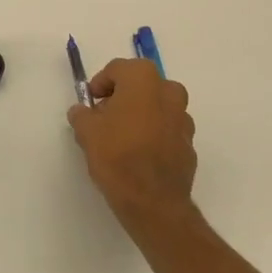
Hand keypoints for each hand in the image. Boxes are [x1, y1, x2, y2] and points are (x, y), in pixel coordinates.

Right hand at [68, 57, 197, 229]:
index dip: (100, 84)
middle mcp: (168, 91)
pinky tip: (139, 154)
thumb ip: (82, 115)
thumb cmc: (117, 155)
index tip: (90, 103)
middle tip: (104, 117)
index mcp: (143, 79)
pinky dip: (154, 134)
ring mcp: (183, 118)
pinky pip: (167, 130)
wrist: (153, 202)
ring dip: (140, 115)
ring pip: (157, 106)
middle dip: (122, 96)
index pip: (118, 69)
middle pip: (141, 85)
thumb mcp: (87, 131)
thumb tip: (82, 111)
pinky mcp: (189, 144)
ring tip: (121, 138)